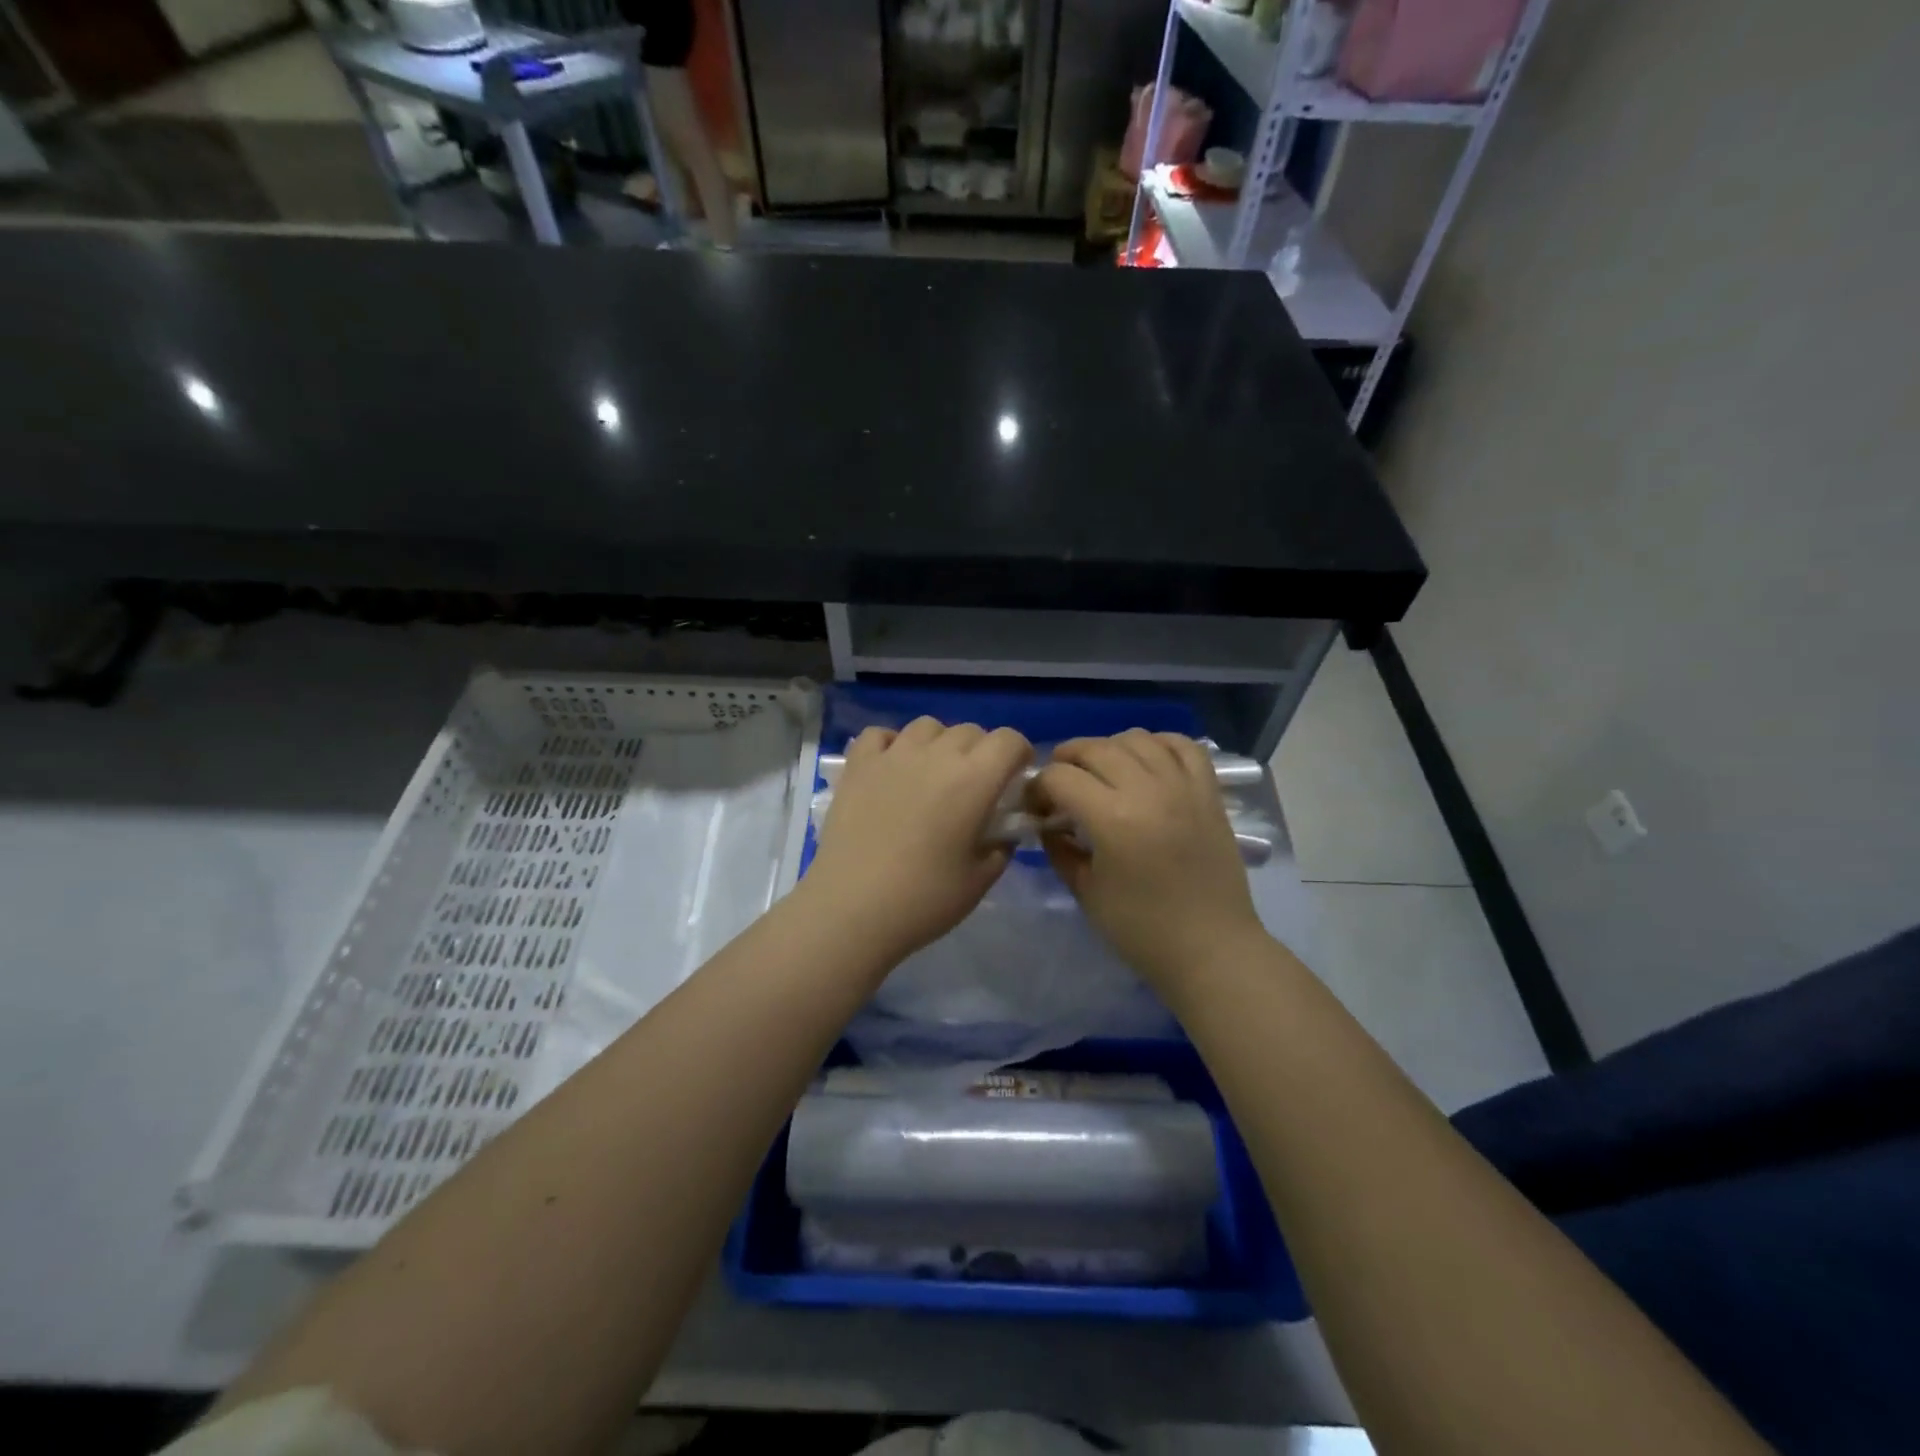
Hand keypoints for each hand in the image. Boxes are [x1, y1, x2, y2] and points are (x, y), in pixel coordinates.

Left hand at [804, 717, 1033, 963]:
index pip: (1009, 740)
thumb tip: (1001, 832)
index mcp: (974, 780)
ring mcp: (893, 756)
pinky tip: (893, 768)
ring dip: (939, 743)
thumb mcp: (981, 880)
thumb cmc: (925, 898)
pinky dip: (892, 744)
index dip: (1019, 753)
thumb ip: (1001, 847)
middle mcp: (936, 755)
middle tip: (975, 786)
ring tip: (933, 774)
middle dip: (982, 751)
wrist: (852, 909)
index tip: (1015, 777)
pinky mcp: (858, 766)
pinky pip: (880, 735)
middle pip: (970, 731)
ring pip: (927, 726)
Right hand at [1031, 730, 1266, 989]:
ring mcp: (1183, 786)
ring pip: (1137, 738)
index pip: (1060, 777)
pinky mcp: (1208, 792)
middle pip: (1095, 748)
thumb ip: (1060, 850)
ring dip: (1109, 747)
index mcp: (1112, 819)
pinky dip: (1159, 742)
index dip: (1039, 787)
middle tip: (1059, 783)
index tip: (1036, 806)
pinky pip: (1183, 745)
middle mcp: (1148, 790)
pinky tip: (1146, 759)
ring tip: (1101, 770)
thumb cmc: (1142, 930)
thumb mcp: (1086, 892)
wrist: (1211, 948)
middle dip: (1067, 758)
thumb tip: (1048, 824)